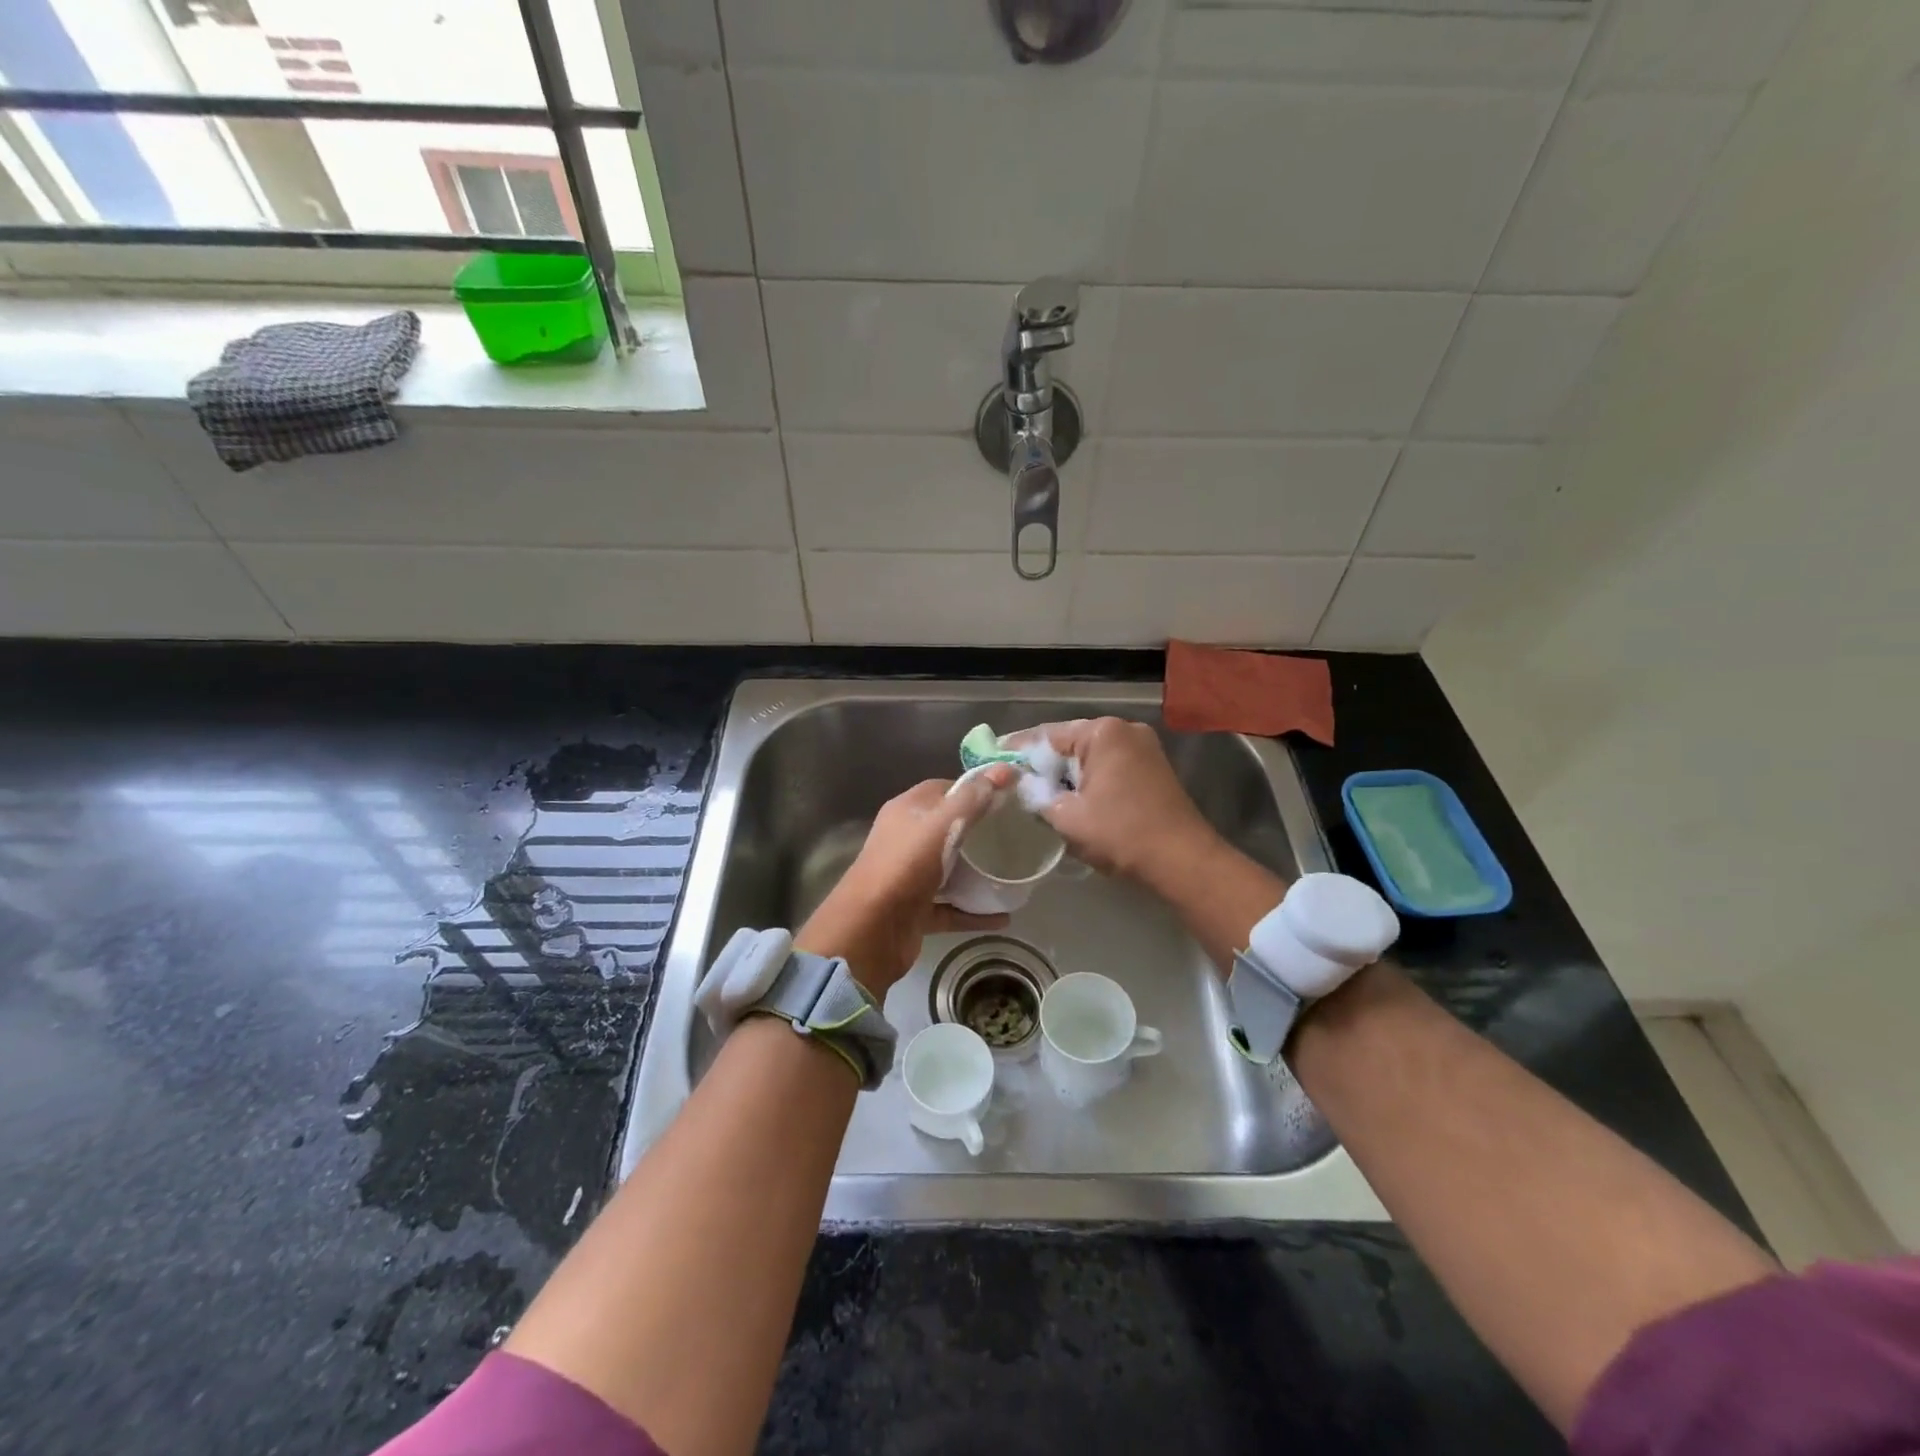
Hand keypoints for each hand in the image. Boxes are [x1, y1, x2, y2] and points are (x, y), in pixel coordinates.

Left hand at [796, 766, 1014, 996]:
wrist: (870, 930)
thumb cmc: (905, 866)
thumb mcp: (942, 825)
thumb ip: (973, 799)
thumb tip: (1005, 769)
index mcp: (906, 812)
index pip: (943, 790)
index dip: (973, 789)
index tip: (1006, 797)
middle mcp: (906, 840)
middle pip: (947, 829)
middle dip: (979, 832)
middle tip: (1014, 834)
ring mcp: (910, 877)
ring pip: (949, 869)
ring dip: (978, 873)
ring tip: (1013, 872)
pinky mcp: (916, 911)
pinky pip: (952, 907)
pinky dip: (975, 911)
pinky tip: (1004, 916)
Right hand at [1014, 717, 1220, 890]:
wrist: (1182, 861)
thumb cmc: (1120, 833)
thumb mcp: (1066, 816)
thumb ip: (1036, 795)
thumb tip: (1022, 786)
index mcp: (1103, 732)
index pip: (1048, 735)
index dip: (1018, 750)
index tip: (994, 761)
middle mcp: (1125, 730)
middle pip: (1070, 744)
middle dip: (1044, 765)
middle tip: (1013, 782)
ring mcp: (1144, 749)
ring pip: (1090, 758)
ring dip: (1067, 775)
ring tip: (1037, 794)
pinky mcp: (1153, 770)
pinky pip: (1109, 768)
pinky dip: (1089, 781)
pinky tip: (1072, 800)